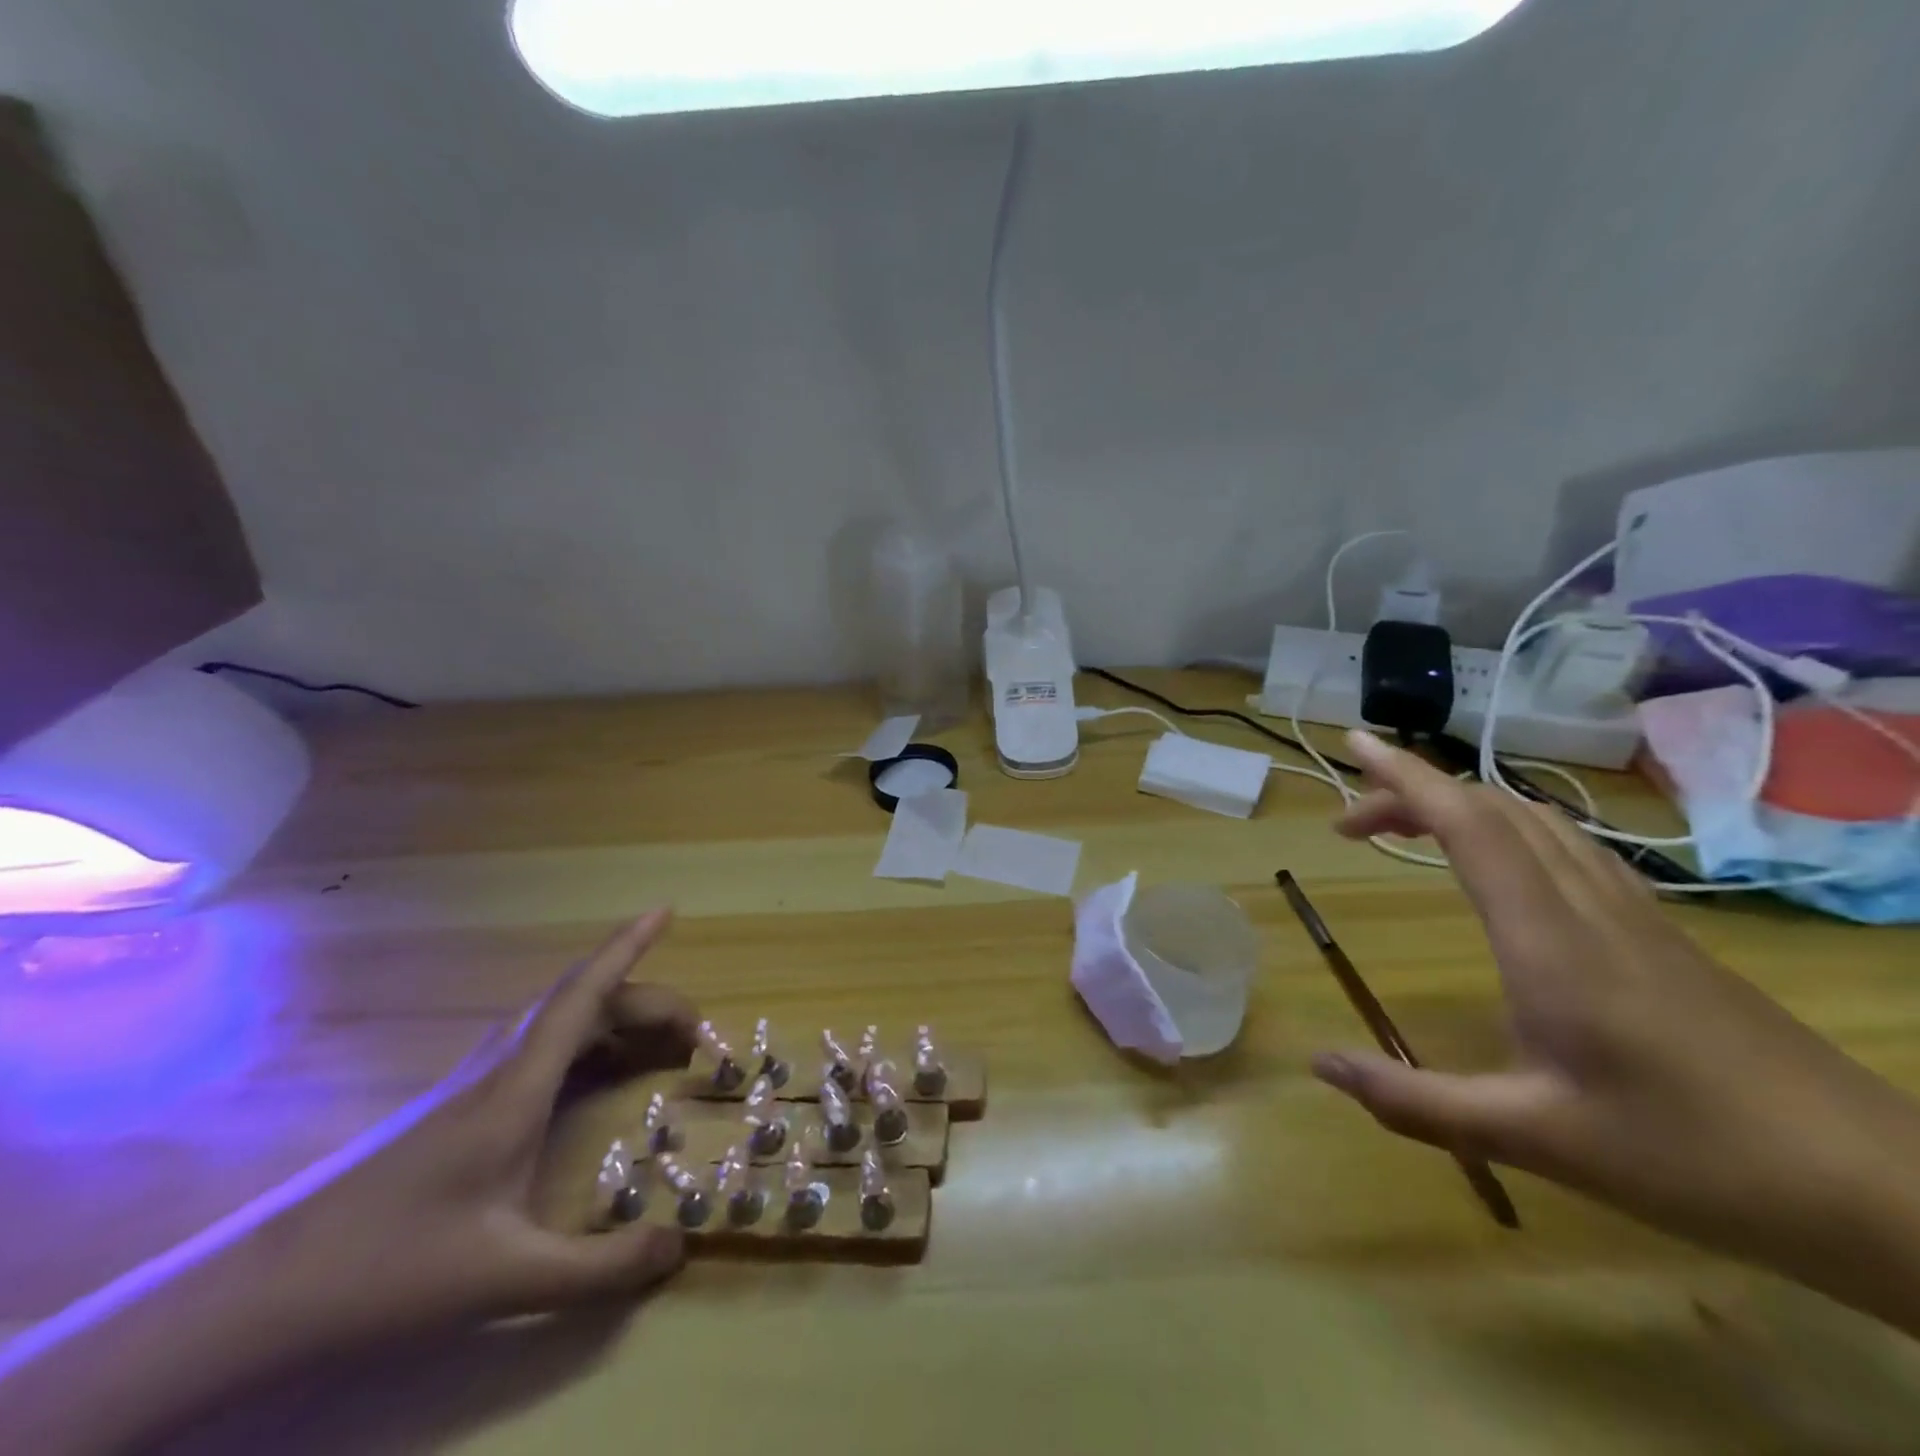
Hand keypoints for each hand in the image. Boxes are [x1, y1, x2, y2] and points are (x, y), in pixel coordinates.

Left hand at [269, 908, 697, 1339]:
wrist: (259, 1293)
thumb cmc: (387, 1268)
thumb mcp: (504, 1279)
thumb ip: (598, 1267)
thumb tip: (681, 1246)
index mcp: (518, 1086)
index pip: (584, 994)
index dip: (628, 947)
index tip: (665, 911)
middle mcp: (501, 1068)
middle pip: (586, 1005)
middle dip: (650, 1004)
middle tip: (698, 1035)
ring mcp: (476, 1085)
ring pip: (561, 1024)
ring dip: (617, 1019)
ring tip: (661, 1047)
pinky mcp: (460, 1107)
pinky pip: (542, 1049)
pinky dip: (587, 1044)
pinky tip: (593, 1078)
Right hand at [1313, 731, 1919, 1329]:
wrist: (1886, 1192)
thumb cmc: (1696, 1159)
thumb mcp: (1535, 1140)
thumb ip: (1416, 1103)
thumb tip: (1320, 1065)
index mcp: (1550, 940)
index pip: (1468, 825)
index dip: (1406, 776)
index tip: (1355, 743)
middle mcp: (1590, 907)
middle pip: (1495, 810)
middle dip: (1414, 792)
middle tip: (1352, 820)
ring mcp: (1634, 916)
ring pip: (1537, 822)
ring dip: (1463, 807)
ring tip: (1408, 829)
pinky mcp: (1661, 935)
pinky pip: (1570, 850)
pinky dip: (1510, 831)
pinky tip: (1500, 867)